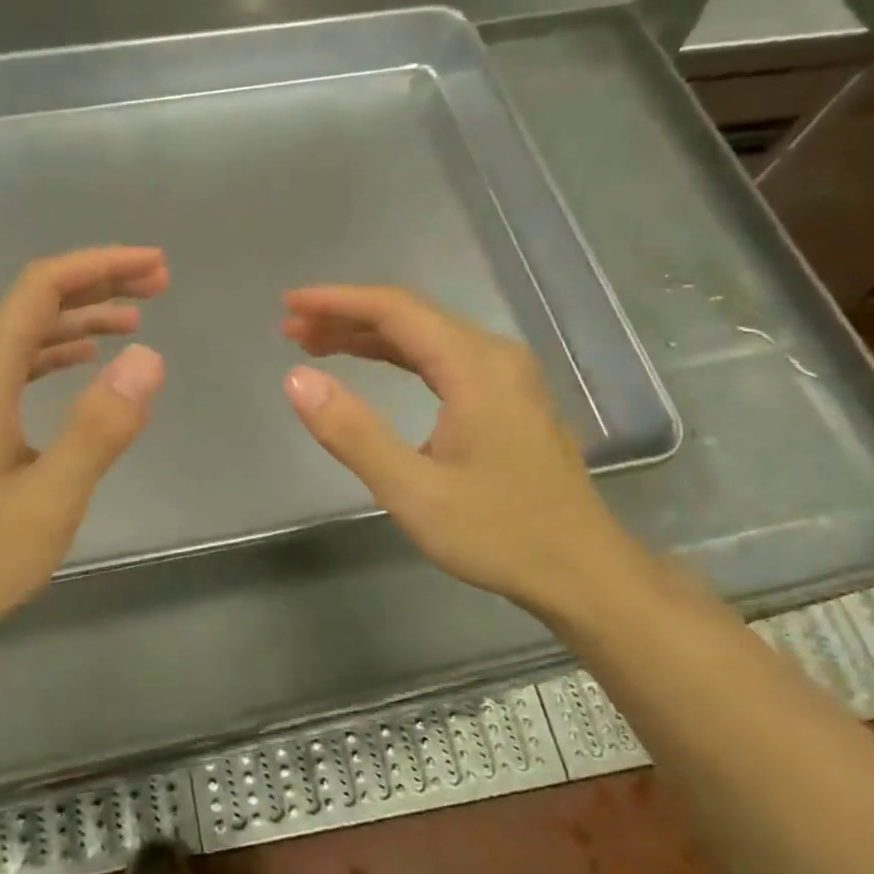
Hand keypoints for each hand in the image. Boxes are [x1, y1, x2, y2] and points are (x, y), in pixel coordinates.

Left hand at [0, 247, 167, 641]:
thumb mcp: (53, 497)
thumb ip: (101, 426)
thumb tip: (148, 357)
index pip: (41, 289)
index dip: (101, 267)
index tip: (154, 266)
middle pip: (33, 306)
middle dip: (97, 288)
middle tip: (158, 285)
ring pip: (22, 339)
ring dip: (79, 323)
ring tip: (134, 321)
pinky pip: (11, 370)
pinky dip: (53, 356)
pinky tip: (82, 364)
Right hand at [282, 285, 650, 622]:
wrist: (584, 572)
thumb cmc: (498, 533)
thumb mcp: (413, 491)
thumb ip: (353, 433)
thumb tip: (296, 379)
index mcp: (475, 366)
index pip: (395, 310)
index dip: (336, 302)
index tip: (289, 304)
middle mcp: (494, 356)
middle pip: (410, 316)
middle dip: (346, 316)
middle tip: (290, 329)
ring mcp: (506, 376)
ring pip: (426, 337)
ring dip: (368, 336)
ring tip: (314, 344)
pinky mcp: (507, 398)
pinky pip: (442, 359)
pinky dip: (397, 356)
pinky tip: (370, 365)